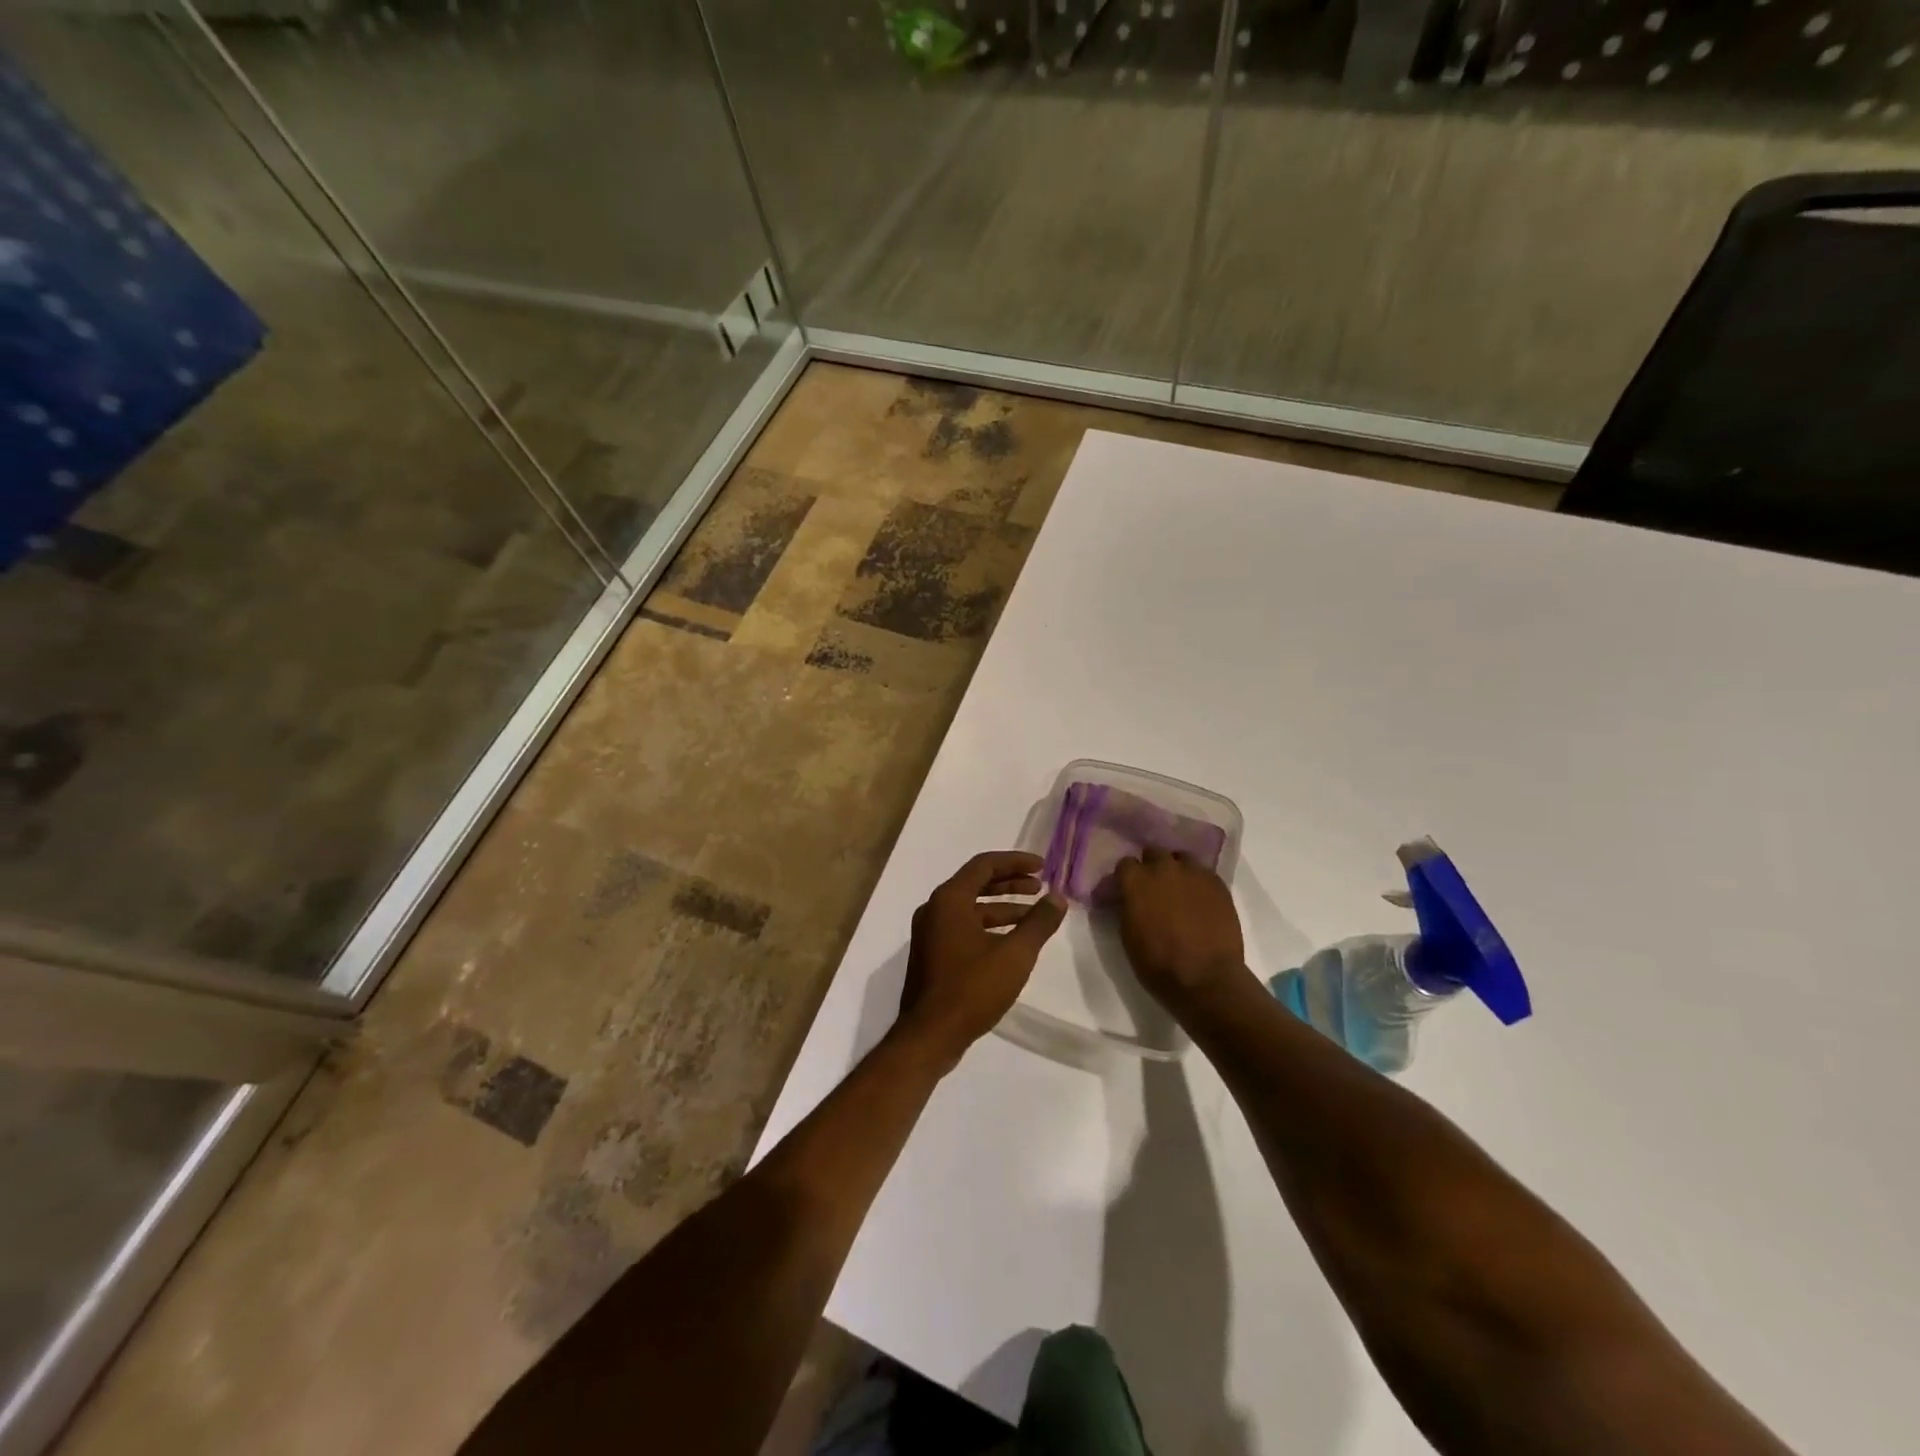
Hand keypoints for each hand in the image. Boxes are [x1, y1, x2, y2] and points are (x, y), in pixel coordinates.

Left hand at [898, 851, 1066, 1069]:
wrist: (929, 1035)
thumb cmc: (972, 988)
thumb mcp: (1014, 954)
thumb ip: (1038, 923)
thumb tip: (1058, 898)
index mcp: (949, 899)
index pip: (984, 865)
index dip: (1015, 862)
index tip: (1043, 867)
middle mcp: (935, 909)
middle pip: (976, 883)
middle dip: (1010, 883)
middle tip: (1040, 887)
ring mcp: (930, 933)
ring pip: (971, 908)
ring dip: (1002, 908)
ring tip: (1033, 916)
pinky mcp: (932, 954)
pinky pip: (963, 927)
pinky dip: (989, 926)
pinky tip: (1011, 941)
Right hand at [1114, 847, 1247, 1007]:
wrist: (1207, 979)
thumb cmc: (1158, 964)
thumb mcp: (1128, 936)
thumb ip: (1128, 907)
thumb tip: (1129, 898)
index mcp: (1137, 882)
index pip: (1125, 864)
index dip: (1126, 877)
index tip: (1127, 890)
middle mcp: (1164, 868)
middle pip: (1154, 853)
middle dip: (1151, 866)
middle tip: (1153, 888)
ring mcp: (1194, 874)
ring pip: (1181, 858)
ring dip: (1176, 869)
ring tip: (1179, 890)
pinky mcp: (1218, 884)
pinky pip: (1203, 873)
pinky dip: (1198, 882)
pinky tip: (1199, 900)